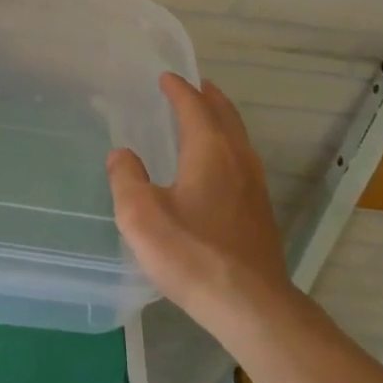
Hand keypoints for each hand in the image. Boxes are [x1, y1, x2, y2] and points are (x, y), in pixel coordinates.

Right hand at [108, 74, 291, 329]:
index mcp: (210, 150)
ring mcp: (255, 185)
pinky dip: (228, 145)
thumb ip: (126, 178)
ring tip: (206, 117)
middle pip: (225, 115)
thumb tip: (121, 155)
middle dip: (208, 97)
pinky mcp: (260, 211)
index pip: (194, 107)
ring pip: (238, 138)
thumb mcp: (141, 215)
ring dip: (221, 120)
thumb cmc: (192, 254)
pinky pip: (242, 160)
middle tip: (193, 86)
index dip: (178, 90)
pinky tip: (217, 166)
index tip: (166, 77)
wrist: (250, 305)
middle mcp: (238, 159)